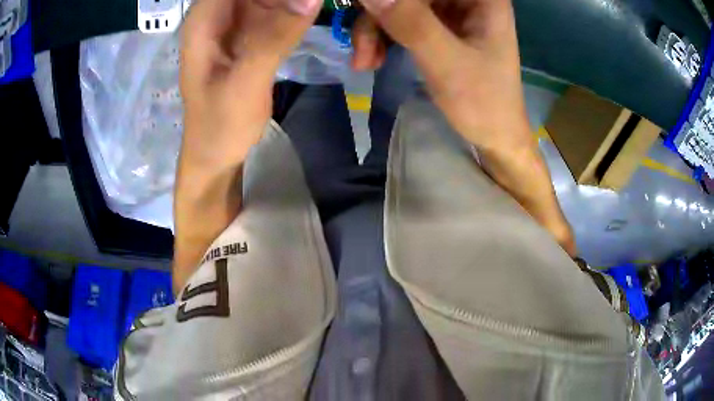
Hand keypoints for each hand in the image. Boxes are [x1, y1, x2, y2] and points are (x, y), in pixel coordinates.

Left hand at [173, 0, 319, 292]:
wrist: (216, 154)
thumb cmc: (220, 125)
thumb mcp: (245, 82)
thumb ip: (275, 37)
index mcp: (204, 19)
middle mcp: (218, 13)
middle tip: (317, 4)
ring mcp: (235, 22)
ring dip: (292, 0)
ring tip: (322, 6)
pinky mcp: (251, 34)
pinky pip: (276, 8)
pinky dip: (295, 7)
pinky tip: (312, 11)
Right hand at [353, 0, 576, 255]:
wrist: (495, 136)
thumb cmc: (484, 103)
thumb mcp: (447, 62)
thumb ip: (411, 22)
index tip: (365, 13)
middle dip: (378, 16)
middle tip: (361, 50)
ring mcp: (450, 10)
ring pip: (398, 4)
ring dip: (374, 29)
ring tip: (364, 62)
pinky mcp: (438, 25)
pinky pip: (399, 19)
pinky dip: (382, 36)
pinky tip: (373, 59)